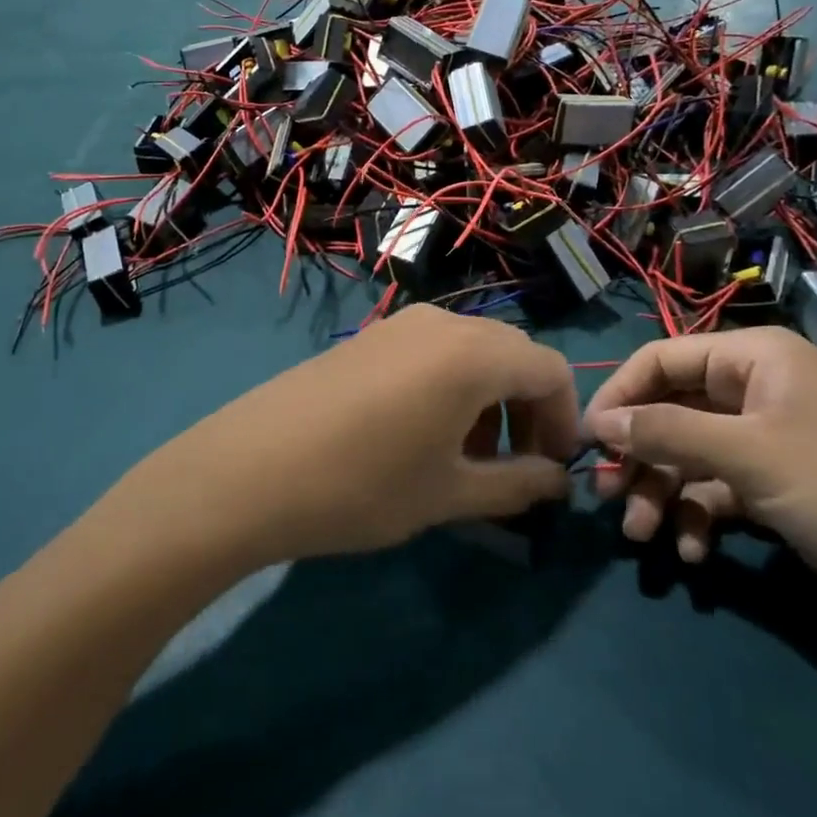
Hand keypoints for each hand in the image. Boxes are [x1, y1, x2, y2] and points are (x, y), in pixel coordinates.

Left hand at [149, 306, 578, 565]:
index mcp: (474, 352)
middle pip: (512, 354)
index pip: (551, 370)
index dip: (565, 419)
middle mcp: (443, 323)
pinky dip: (451, 386)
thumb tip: (558, 481)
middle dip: (527, 409)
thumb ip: (517, 485)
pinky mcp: (369, 337)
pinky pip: (432, 351)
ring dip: (488, 399)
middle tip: (515, 466)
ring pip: (471, 352)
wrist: (251, 468)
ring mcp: (400, 324)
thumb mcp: (449, 493)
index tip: (552, 469)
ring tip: (467, 457)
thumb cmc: (363, 484)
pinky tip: (422, 434)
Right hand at [583, 327, 816, 625]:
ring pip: (688, 455)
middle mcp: (751, 390)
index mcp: (749, 359)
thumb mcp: (749, 453)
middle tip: (607, 496)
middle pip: (670, 411)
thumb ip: (667, 433)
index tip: (587, 440)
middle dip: (638, 456)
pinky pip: (716, 490)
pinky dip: (698, 517)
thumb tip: (599, 422)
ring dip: (661, 493)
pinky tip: (694, 554)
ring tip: (643, 536)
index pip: (660, 360)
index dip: (619, 395)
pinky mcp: (774, 484)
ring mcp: (763, 439)